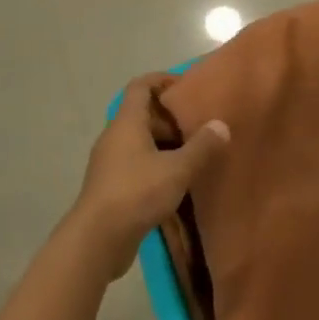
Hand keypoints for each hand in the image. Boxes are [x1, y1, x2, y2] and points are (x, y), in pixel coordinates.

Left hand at [69, 74, 230, 278]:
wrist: (96, 240)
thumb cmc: (136, 192)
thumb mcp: (176, 169)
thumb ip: (201, 147)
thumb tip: (221, 125)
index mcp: (127, 122)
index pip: (141, 86)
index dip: (162, 79)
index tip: (186, 85)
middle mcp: (115, 136)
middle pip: (142, 114)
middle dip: (170, 118)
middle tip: (198, 126)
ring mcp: (110, 162)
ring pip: (140, 142)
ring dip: (164, 144)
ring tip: (194, 153)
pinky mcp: (111, 186)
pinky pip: (136, 164)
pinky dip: (156, 165)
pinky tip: (176, 182)